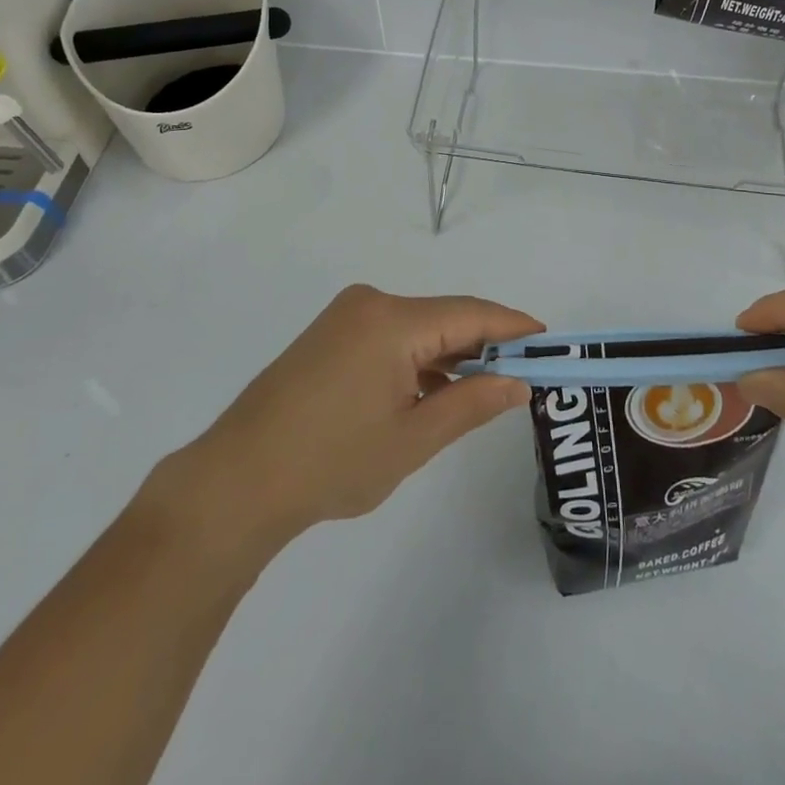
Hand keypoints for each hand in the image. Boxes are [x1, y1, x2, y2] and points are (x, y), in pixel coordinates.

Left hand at [159, 285, 543, 555]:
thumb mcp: (412, 439)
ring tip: (481, 390)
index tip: (547, 338)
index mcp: (392, 320)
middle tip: (522, 375)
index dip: (512, 326)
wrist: (237, 481)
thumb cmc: (331, 462)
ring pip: (417, 327)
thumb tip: (518, 384)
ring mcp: (345, 316)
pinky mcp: (329, 334)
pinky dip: (416, 359)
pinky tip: (430, 391)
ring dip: (448, 355)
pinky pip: (390, 336)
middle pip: (443, 317)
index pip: (470, 314)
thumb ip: (471, 404)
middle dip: (482, 345)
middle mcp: (370, 303)